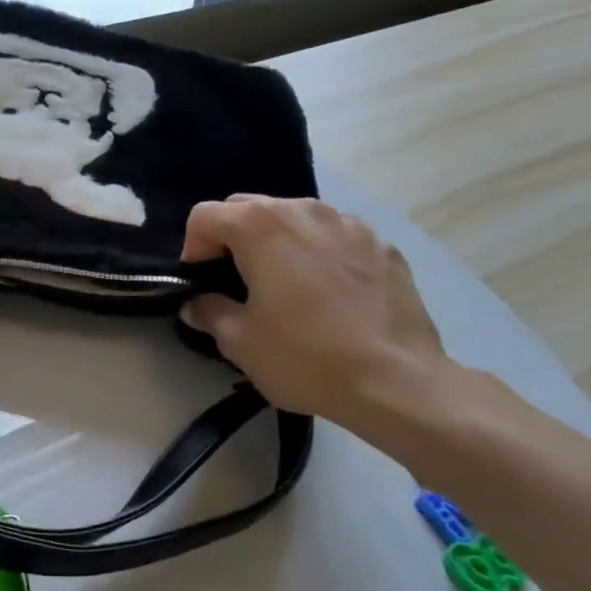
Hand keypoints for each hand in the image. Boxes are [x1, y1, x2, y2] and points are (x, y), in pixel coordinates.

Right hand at [179, 197, 449, 428]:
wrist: (398, 383)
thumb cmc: (305, 357)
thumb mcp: (239, 342)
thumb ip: (209, 312)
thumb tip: (196, 304)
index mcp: (261, 226)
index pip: (205, 216)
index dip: (193, 248)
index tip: (202, 283)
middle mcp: (304, 210)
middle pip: (249, 207)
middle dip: (233, 238)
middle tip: (237, 282)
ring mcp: (350, 224)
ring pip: (296, 218)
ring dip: (278, 242)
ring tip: (286, 286)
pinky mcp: (384, 245)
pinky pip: (336, 237)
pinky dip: (321, 254)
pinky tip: (330, 295)